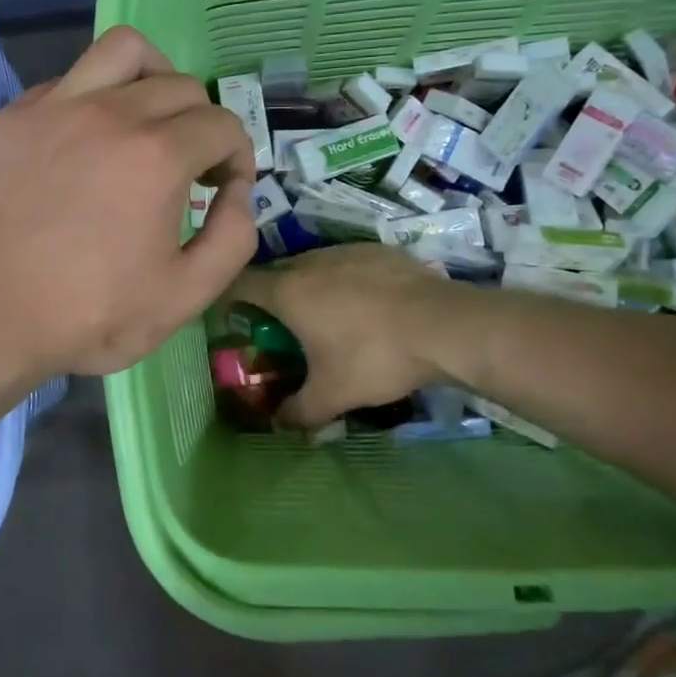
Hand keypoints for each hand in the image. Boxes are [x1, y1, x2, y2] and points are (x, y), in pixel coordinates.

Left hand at [0, 28, 257, 379]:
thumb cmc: (87, 315)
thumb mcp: (184, 296)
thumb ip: (233, 238)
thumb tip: (238, 193)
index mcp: (158, 155)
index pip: (223, 125)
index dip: (238, 156)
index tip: (224, 189)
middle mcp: (110, 112)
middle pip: (182, 85)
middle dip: (203, 123)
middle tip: (191, 167)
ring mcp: (54, 107)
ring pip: (123, 51)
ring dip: (154, 77)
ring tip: (148, 120)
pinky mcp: (13, 117)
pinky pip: (69, 79)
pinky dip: (95, 96)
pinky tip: (87, 141)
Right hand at [228, 245, 457, 427]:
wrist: (445, 325)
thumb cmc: (375, 357)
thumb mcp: (332, 395)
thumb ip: (298, 412)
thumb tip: (278, 426)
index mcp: (288, 291)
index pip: (241, 284)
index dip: (230, 299)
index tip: (233, 318)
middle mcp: (310, 262)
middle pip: (277, 273)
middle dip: (273, 296)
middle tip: (282, 326)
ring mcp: (347, 251)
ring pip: (314, 265)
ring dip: (311, 286)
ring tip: (326, 316)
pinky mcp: (379, 250)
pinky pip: (348, 263)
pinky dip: (346, 281)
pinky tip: (366, 305)